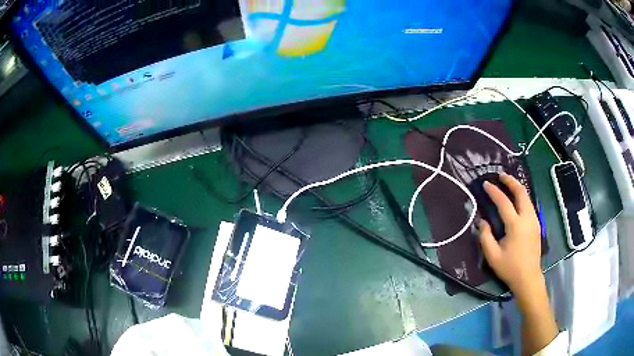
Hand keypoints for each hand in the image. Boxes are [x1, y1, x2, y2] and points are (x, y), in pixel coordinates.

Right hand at [478, 172, 558, 353]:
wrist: (528, 277)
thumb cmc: (510, 268)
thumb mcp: (493, 256)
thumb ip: (485, 237)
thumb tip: (483, 221)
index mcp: (516, 225)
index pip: (504, 202)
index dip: (494, 192)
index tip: (486, 184)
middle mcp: (527, 218)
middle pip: (521, 192)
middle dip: (511, 181)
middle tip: (501, 175)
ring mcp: (534, 220)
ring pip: (527, 197)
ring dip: (517, 188)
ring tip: (508, 184)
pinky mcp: (537, 224)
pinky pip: (529, 204)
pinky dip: (522, 197)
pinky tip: (516, 199)